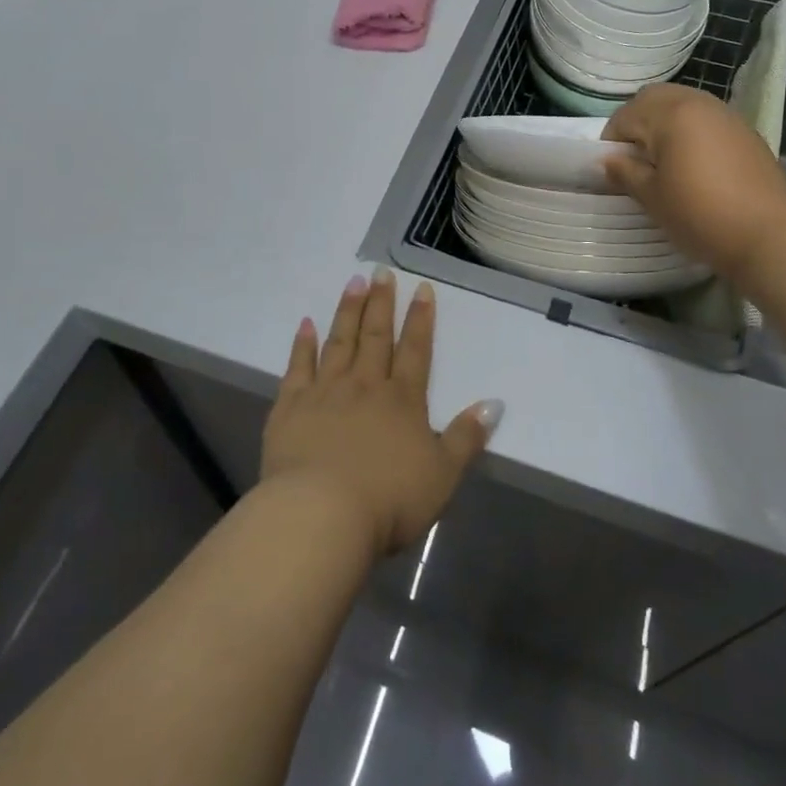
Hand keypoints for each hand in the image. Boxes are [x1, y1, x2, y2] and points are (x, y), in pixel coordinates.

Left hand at [262, 269, 501, 557]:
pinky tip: (306, 324)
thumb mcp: (442, 475)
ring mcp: (325, 392)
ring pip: (340, 342)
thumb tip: (495, 403)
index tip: (422, 289)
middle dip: (382, 302)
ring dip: (348, 311)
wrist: (321, 514)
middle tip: (381, 271)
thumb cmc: (389, 500)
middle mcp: (365, 386)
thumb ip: (468, 437)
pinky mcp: (291, 407)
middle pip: (376, 336)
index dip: (421, 319)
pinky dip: (303, 344)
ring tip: (353, 282)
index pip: (416, 351)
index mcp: (402, 400)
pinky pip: (298, 367)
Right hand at [602, 84, 785, 278]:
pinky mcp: (746, 132)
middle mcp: (699, 103)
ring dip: (665, 124)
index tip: (614, 171)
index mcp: (671, 113)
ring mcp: (727, 115)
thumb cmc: (700, 214)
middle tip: (635, 159)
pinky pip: (707, 120)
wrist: (770, 236)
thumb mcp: (652, 197)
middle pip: (655, 98)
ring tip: (664, 162)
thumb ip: (625, 173)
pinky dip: (692, 132)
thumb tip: (608, 161)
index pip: (625, 116)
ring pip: (683, 105)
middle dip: (638, 122)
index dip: (612, 142)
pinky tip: (695, 166)